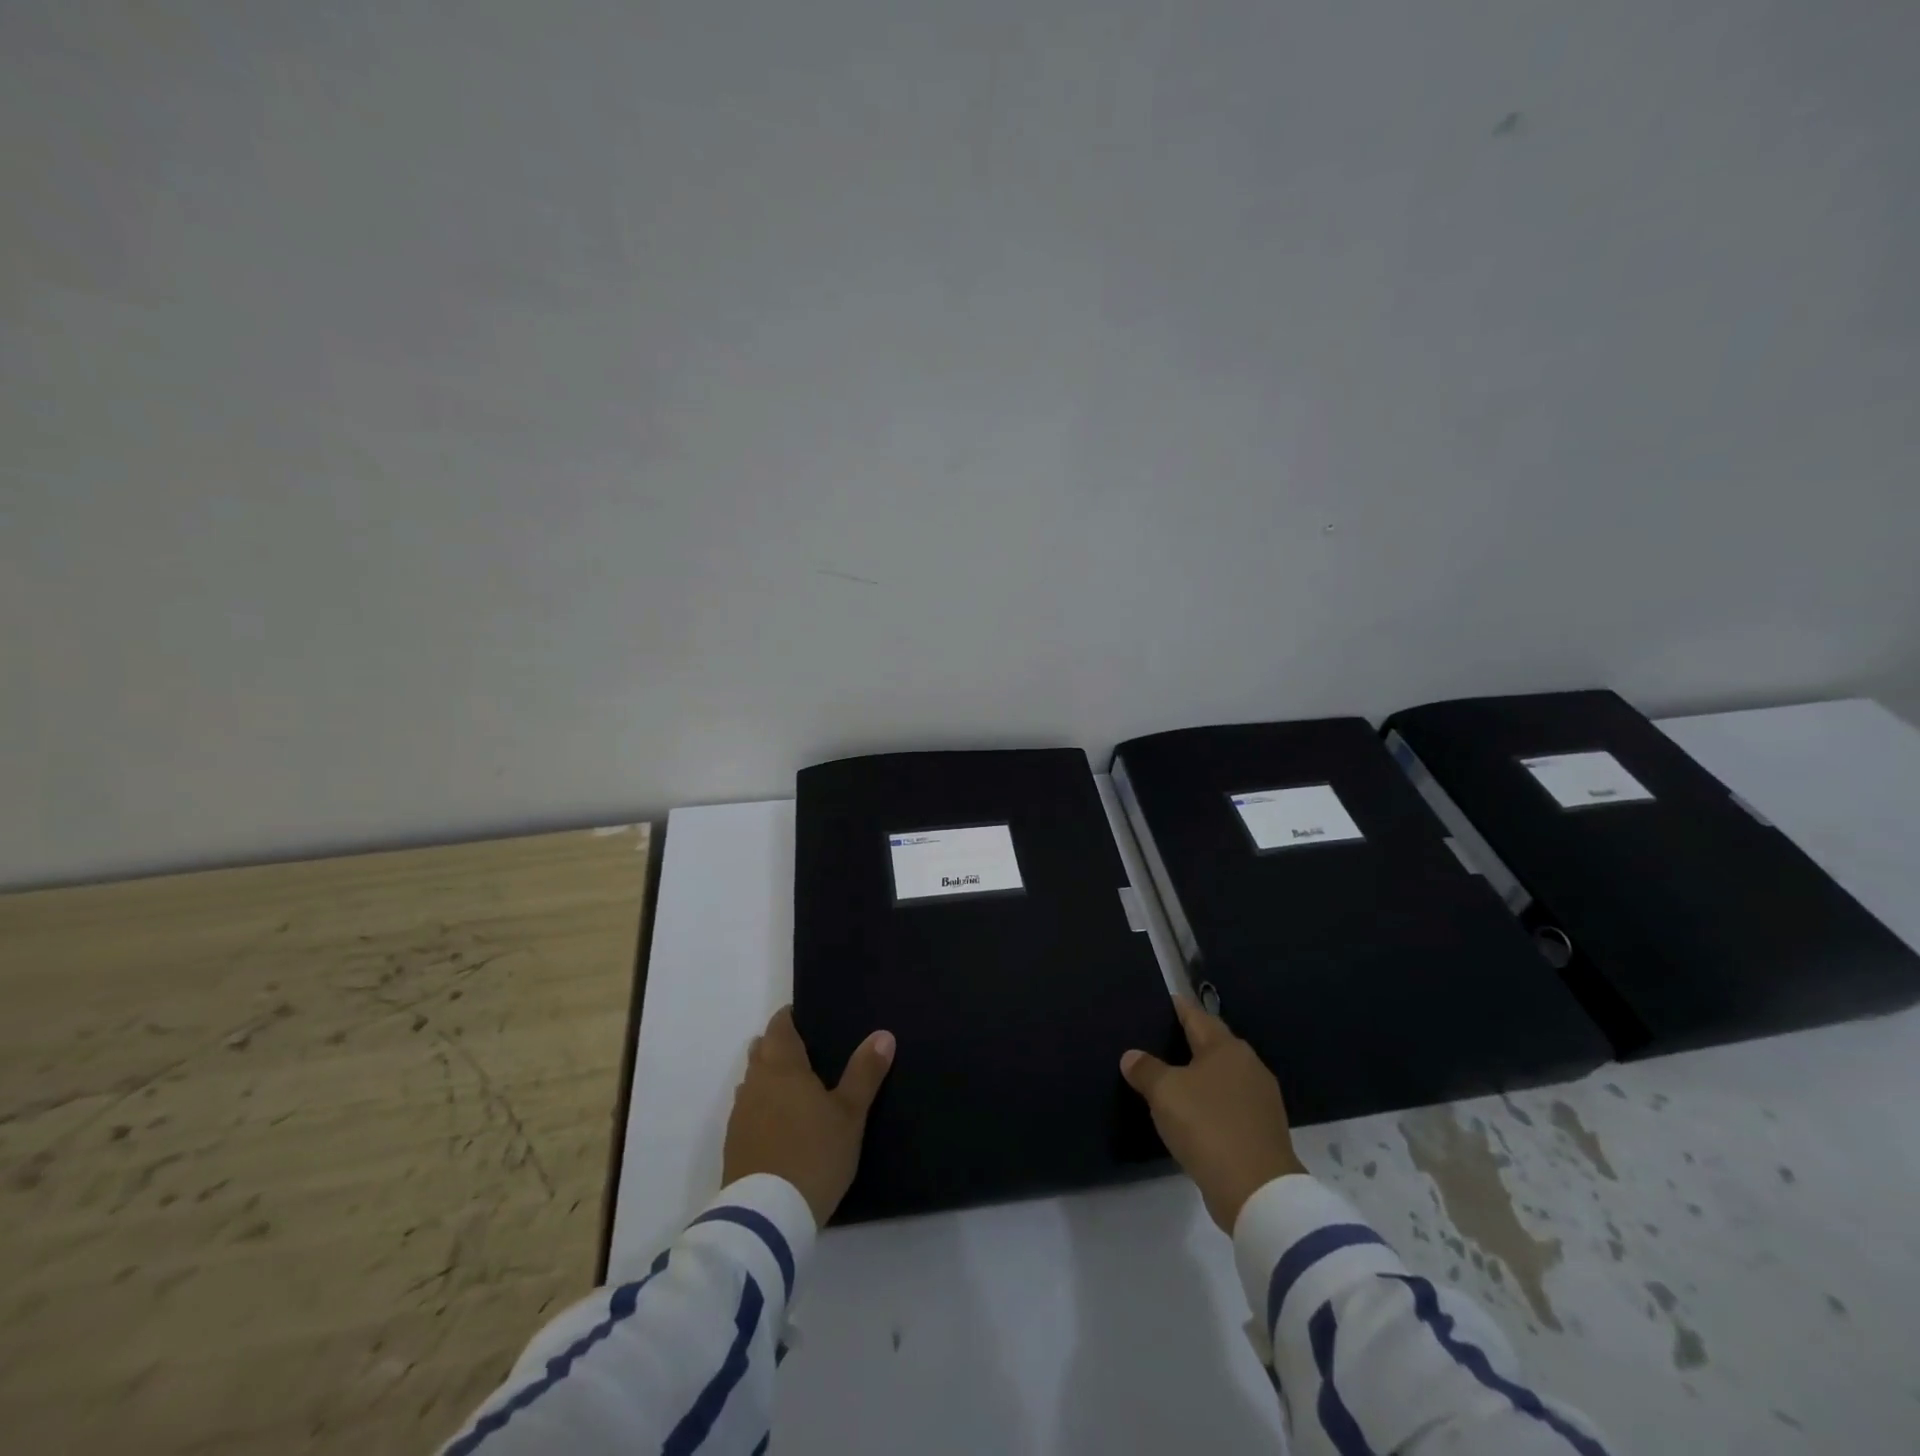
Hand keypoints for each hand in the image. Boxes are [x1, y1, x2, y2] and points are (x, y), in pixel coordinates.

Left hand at [722, 1006, 894, 1227]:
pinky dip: (762, 1107)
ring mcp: (740, 1115)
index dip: (789, 1018)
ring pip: (752, 1081)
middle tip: (807, 1051)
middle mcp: (755, 1083)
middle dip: (778, 1046)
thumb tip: (883, 1034)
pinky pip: (748, 1111)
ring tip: (795, 1086)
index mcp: (782, 1066)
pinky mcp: (734, 1145)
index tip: (805, 1017)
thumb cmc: (814, 1153)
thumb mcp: (850, 1113)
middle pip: (761, 1051)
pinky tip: (780, 1123)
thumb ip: (865, 1072)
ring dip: (768, 1077)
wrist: (767, 1217)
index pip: (779, 1027)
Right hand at [1121, 996, 1304, 1232]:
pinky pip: (1229, 1103)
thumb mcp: (1165, 1093)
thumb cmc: (1208, 1126)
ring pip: (1222, 1075)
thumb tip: (1131, 1056)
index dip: (1176, 1007)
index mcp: (1227, 1048)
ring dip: (1199, 1074)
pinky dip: (1210, 1101)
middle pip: (1212, 1043)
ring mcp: (1260, 1099)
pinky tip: (1192, 1111)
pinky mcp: (1262, 1129)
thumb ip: (1145, 1069)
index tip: (1158, 1003)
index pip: (1196, 1015)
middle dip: (1187, 1040)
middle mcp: (1248, 1065)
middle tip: (1156, 1040)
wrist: (1257, 1192)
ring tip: (1170, 1076)